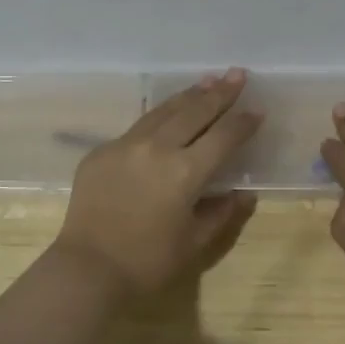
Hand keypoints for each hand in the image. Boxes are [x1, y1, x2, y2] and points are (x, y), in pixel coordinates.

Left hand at [55, 69, 261, 296]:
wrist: (87, 269)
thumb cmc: (147, 262)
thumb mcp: (194, 243)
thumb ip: (221, 214)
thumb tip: (242, 194)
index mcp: (185, 172)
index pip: (223, 137)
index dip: (243, 122)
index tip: (257, 109)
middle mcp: (157, 149)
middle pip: (195, 112)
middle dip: (220, 93)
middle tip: (238, 74)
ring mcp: (126, 145)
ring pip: (164, 111)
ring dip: (189, 95)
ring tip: (208, 80)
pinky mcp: (101, 151)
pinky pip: (137, 127)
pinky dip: (159, 116)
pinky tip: (167, 113)